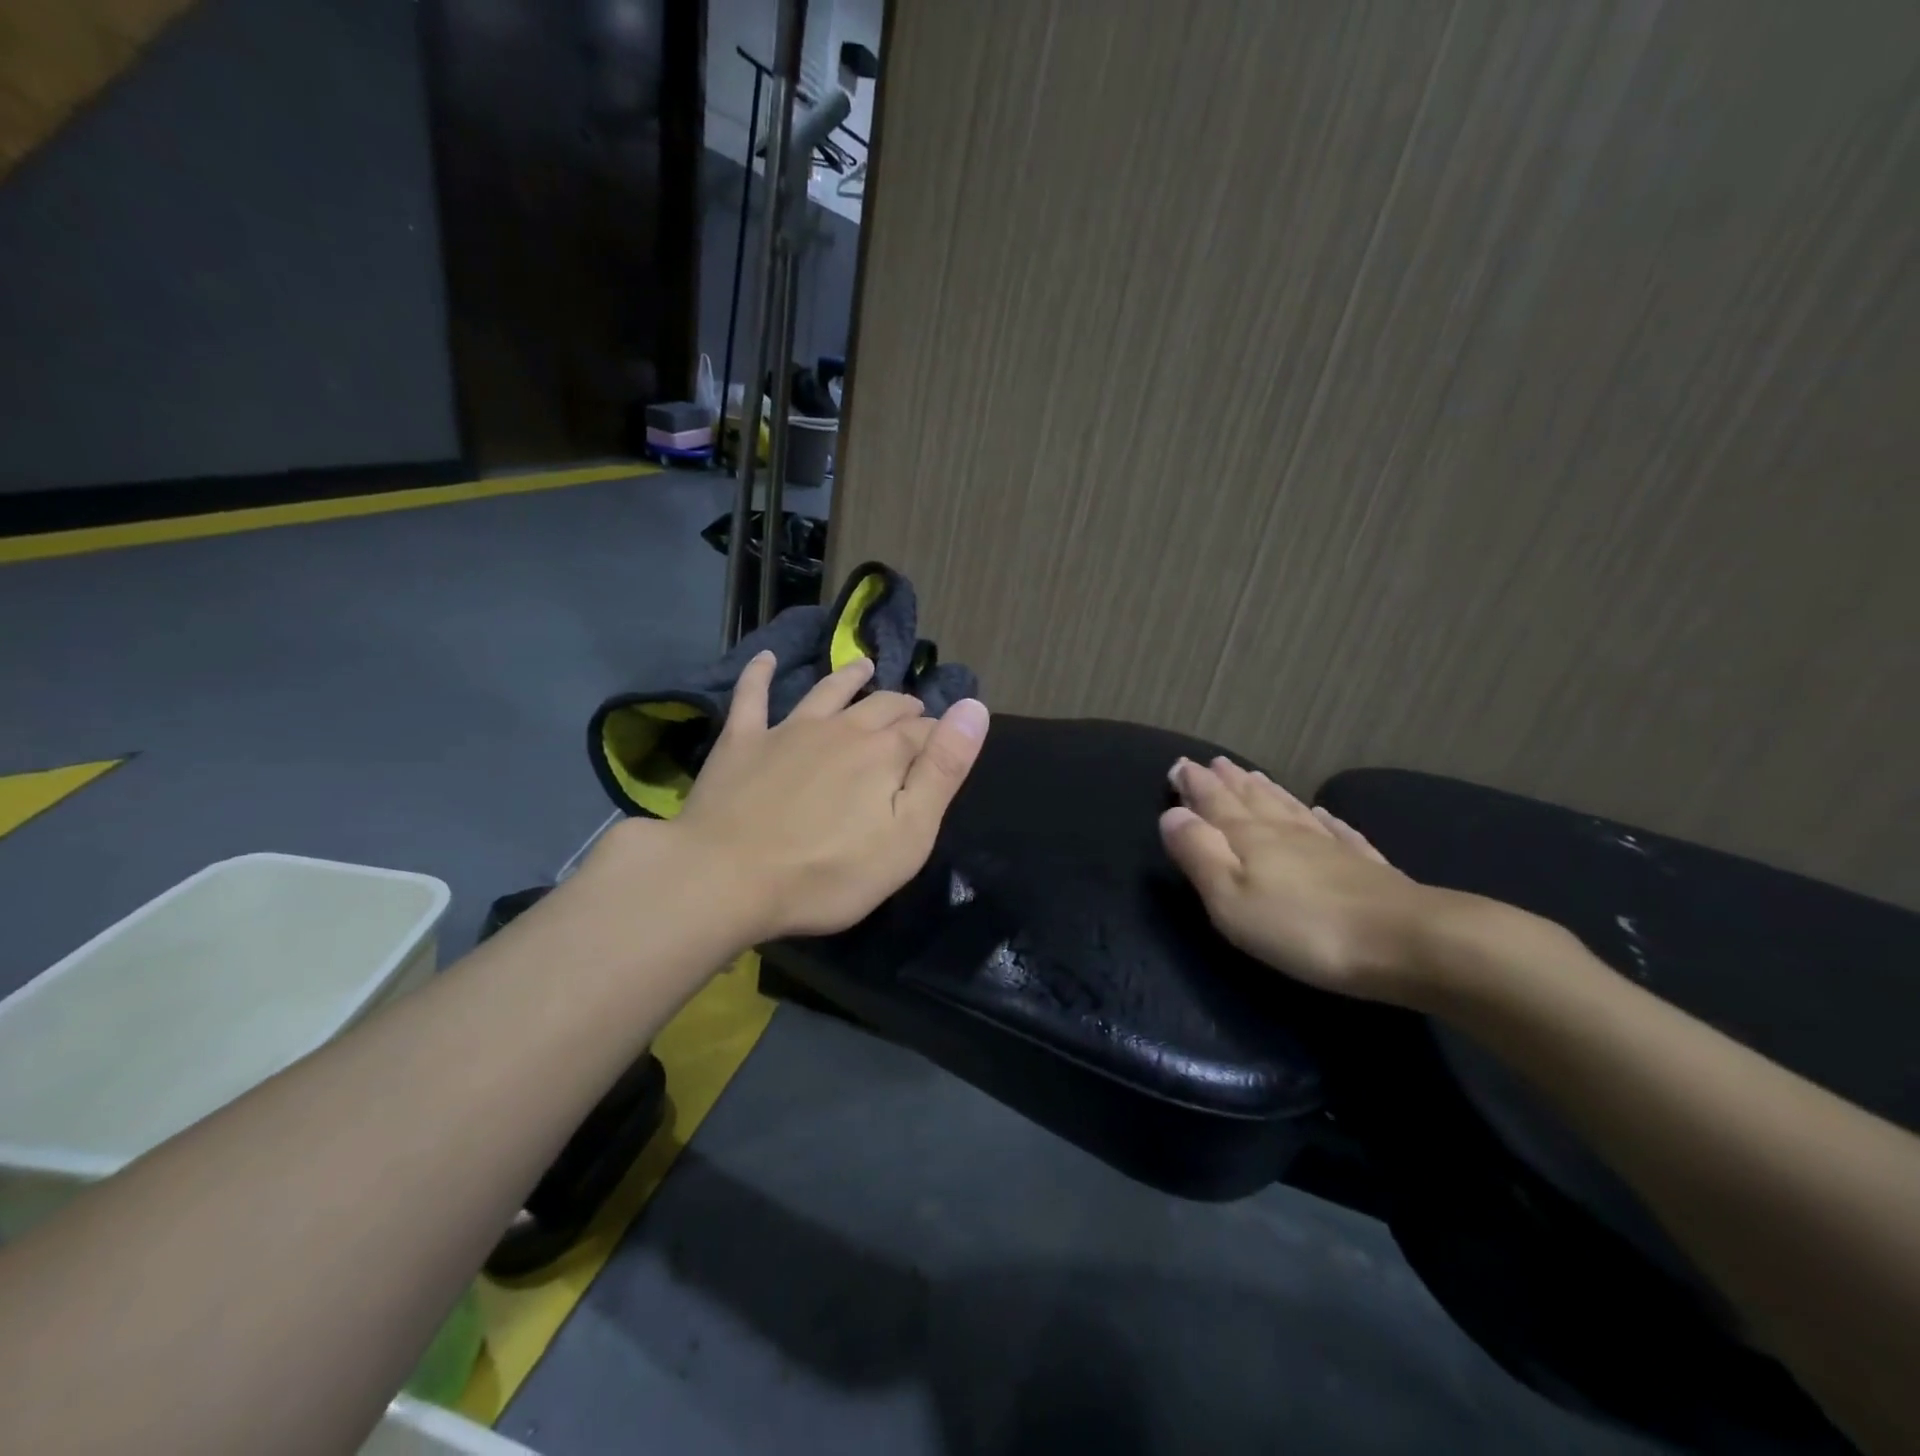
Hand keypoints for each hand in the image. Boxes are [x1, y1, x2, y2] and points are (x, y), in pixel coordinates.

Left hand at [665, 651, 988, 939]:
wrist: (726, 879)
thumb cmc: (829, 872)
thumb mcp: (907, 834)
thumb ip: (943, 770)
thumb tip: (974, 708)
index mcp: (883, 752)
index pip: (923, 731)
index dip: (938, 733)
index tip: (943, 741)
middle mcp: (840, 728)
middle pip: (880, 706)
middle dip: (902, 705)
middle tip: (913, 709)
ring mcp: (788, 730)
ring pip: (826, 691)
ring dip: (849, 677)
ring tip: (864, 666)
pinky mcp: (742, 741)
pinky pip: (752, 697)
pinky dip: (760, 674)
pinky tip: (764, 658)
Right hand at [1160, 756, 1446, 1005]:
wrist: (1409, 942)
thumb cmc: (1303, 928)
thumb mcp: (1231, 899)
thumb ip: (1199, 854)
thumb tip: (1171, 814)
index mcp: (1250, 839)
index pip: (1215, 803)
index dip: (1195, 785)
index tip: (1179, 764)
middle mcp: (1287, 833)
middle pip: (1252, 800)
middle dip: (1228, 782)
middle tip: (1213, 762)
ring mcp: (1331, 847)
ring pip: (1290, 809)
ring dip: (1267, 791)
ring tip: (1252, 775)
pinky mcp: (1367, 868)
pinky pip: (1338, 832)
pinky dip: (1325, 820)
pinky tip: (1324, 812)